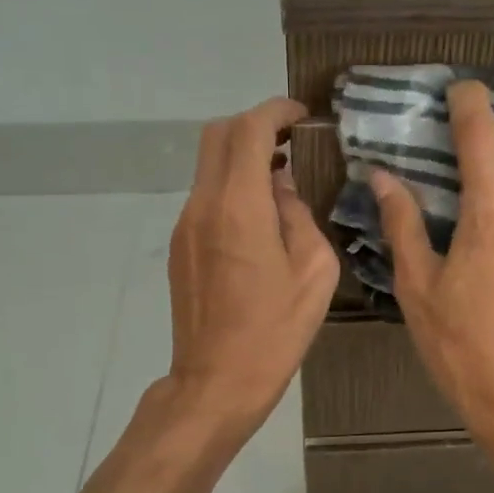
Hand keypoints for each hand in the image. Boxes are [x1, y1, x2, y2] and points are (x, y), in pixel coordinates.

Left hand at [165, 98, 339, 432]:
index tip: (302, 115)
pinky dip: (231, 185)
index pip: (248, 130)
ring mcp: (185, 225)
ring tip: (281, 176)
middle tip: (291, 139)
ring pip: (208, 164)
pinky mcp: (180, 245)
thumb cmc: (275, 330)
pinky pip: (205, 195)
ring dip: (242, 156)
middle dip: (254, 125)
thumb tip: (283, 187)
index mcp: (239, 206)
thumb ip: (299, 214)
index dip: (275, 111)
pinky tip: (260, 214)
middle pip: (217, 135)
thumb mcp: (313, 270)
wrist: (216, 381)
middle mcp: (203, 205)